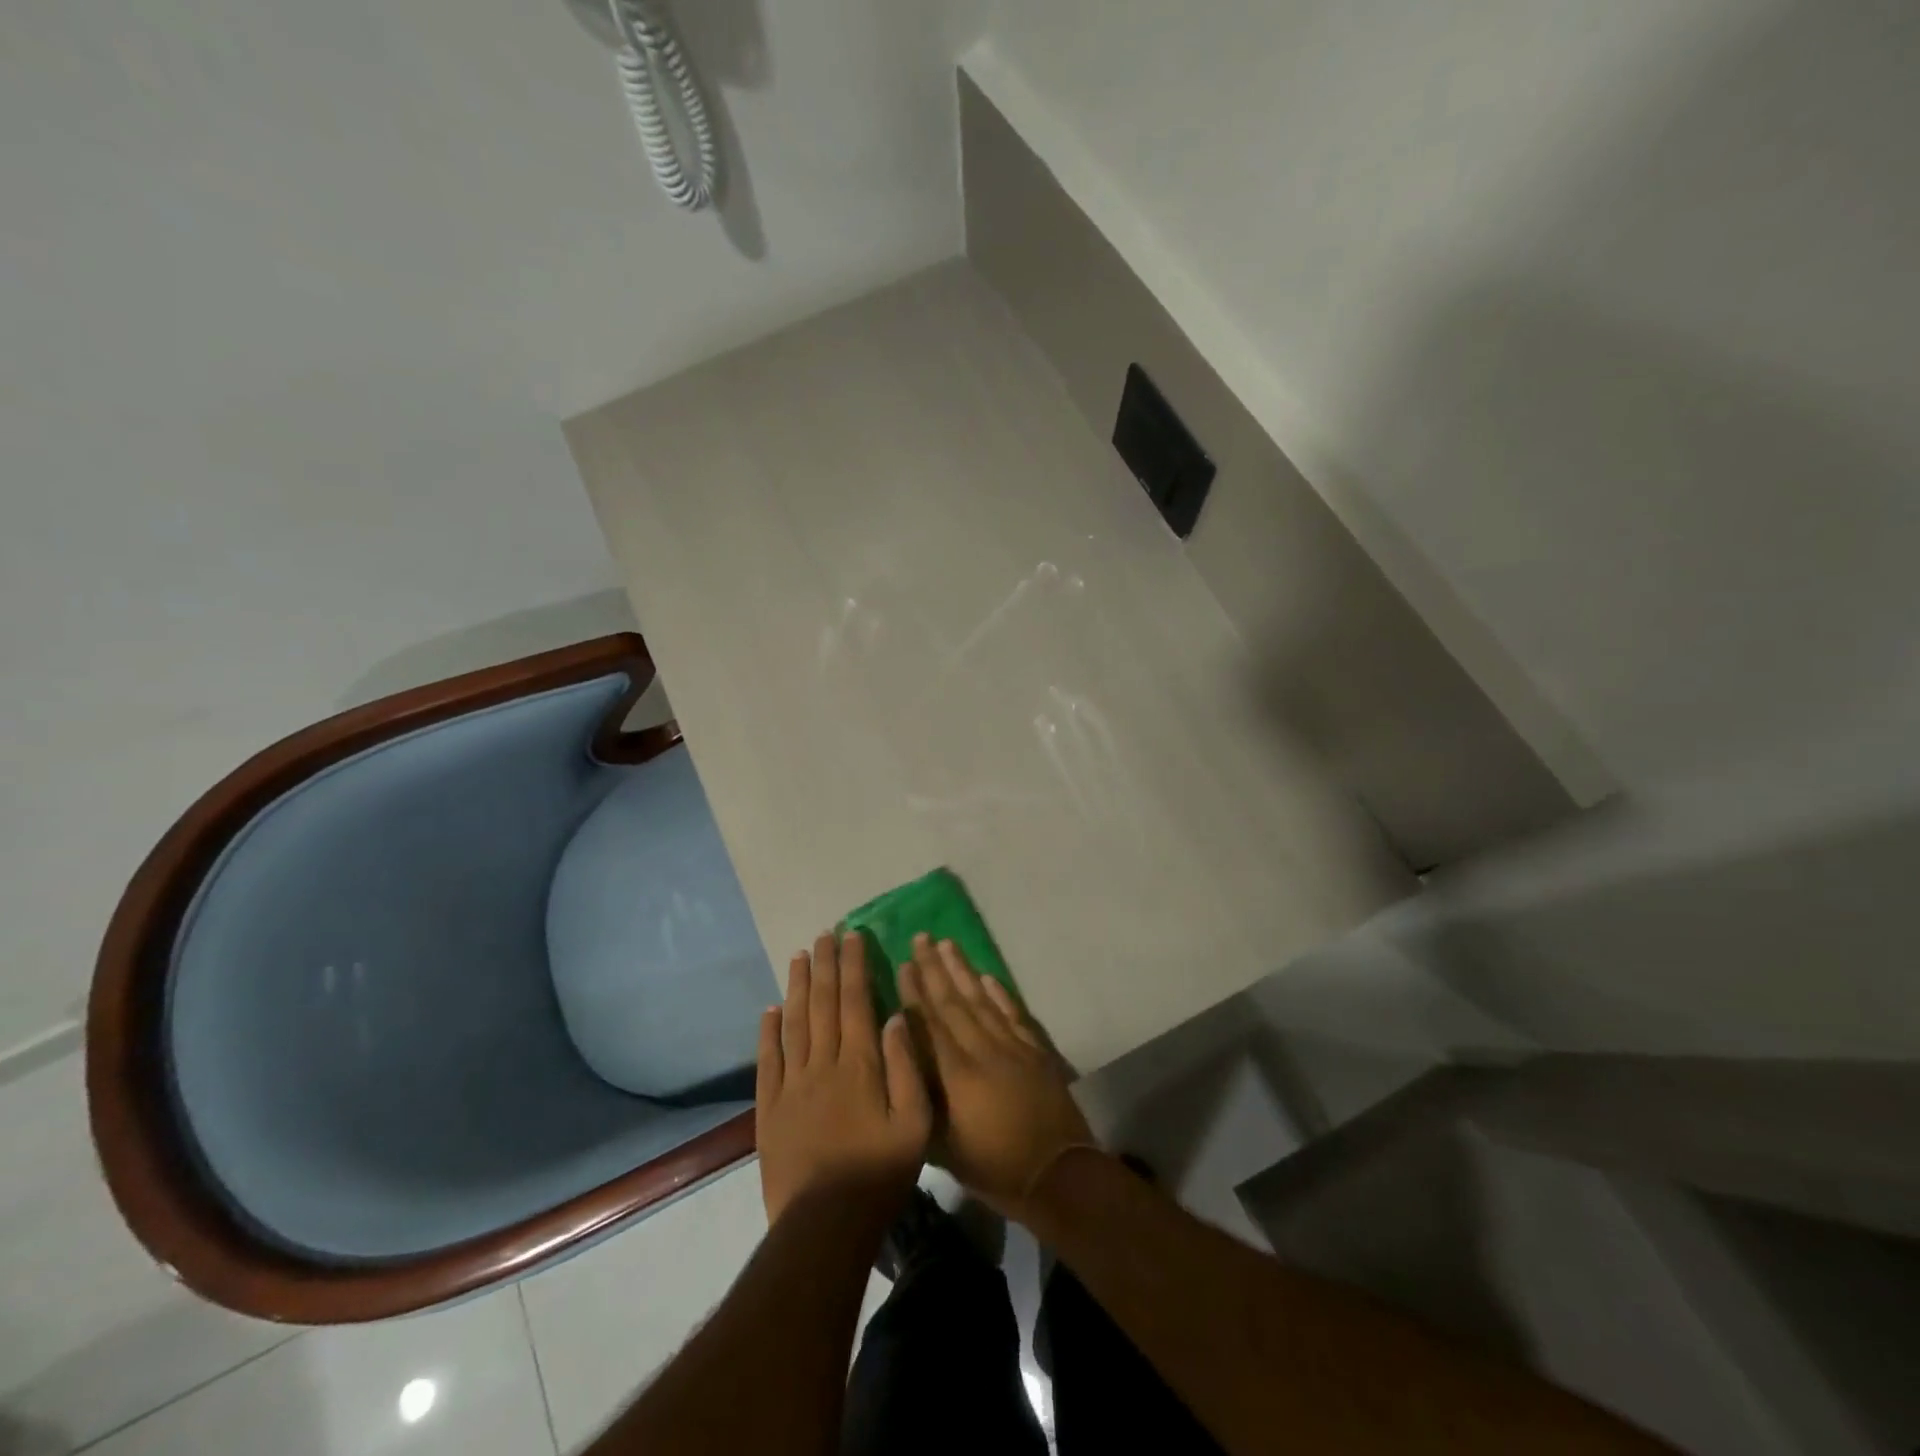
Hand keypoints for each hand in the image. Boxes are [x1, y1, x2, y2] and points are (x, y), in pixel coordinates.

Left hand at [756, 932, 931, 1225]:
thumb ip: (907, 1066)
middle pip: (823, 1003)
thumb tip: (896, 1016)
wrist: (824, 1226)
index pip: (856, 1001)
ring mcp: (791, 1085)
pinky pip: (768, 1060)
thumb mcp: (915, 1123)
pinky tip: (770, 1009)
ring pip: (794, 1023)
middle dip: (826, 965)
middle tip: (825, 934)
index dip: (854, 966)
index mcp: (860, 1064)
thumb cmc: (879, 1174)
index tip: (854, 937)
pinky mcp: (770, 1109)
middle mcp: (823, 1064)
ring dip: (798, 987)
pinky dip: (768, 1031)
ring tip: (800, 956)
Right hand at [897, 934, 1093, 1221]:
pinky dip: (999, 992)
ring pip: (981, 999)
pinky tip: (987, 976)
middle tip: (921, 937)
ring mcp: (1012, 1046)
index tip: (903, 963)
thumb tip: (903, 1060)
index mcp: (956, 1075)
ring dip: (963, 970)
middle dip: (934, 968)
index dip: (914, 992)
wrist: (1057, 1174)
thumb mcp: (944, 1147)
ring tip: (947, 943)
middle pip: (953, 1002)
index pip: (929, 1024)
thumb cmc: (994, 1168)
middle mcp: (982, 1050)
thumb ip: (922, 1099)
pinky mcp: (1035, 1049)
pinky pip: (1012, 1012)